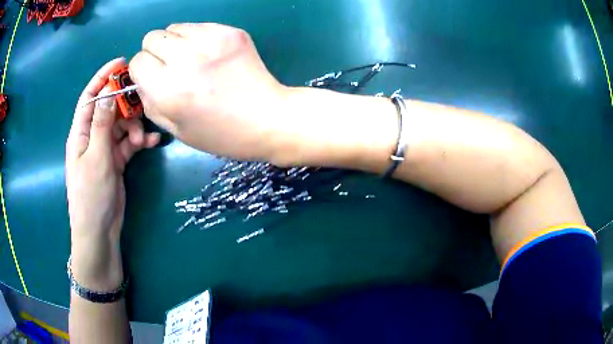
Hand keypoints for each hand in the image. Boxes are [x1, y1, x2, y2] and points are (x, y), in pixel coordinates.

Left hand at [66, 58, 159, 243]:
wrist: (99, 231)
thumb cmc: (91, 195)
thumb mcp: (96, 157)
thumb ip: (102, 124)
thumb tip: (109, 92)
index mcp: (81, 133)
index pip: (90, 97)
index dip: (103, 77)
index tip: (121, 63)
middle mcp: (92, 137)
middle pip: (109, 109)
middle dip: (125, 106)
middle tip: (142, 105)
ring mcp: (104, 149)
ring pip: (121, 126)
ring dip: (134, 127)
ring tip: (143, 139)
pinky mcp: (116, 161)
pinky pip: (129, 144)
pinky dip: (140, 141)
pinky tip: (152, 143)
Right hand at [129, 23, 288, 160]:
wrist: (268, 118)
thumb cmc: (220, 133)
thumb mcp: (176, 129)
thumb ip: (150, 102)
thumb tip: (141, 81)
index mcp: (168, 89)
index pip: (137, 61)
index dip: (142, 71)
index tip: (152, 78)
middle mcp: (185, 59)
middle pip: (151, 38)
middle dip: (155, 53)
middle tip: (170, 67)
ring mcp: (210, 40)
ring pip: (173, 27)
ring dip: (174, 43)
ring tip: (191, 60)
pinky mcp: (230, 31)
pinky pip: (197, 25)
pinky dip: (196, 38)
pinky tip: (210, 54)